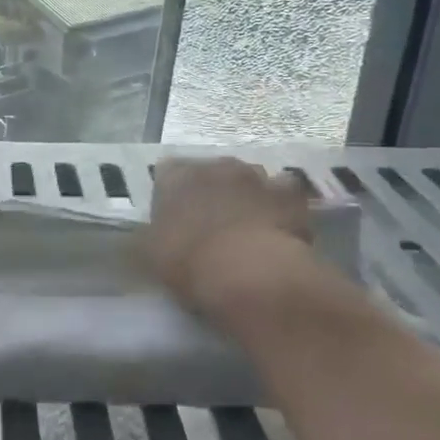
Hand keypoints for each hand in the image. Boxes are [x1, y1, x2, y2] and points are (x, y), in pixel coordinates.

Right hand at [145, 157, 312, 313]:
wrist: (249, 274)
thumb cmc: (188, 261)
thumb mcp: (149, 253)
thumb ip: (149, 234)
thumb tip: (148, 235)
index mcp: (176, 175)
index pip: (167, 172)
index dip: (171, 193)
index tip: (173, 217)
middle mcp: (215, 165)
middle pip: (211, 172)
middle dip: (212, 191)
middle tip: (211, 223)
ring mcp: (257, 176)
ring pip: (249, 179)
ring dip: (247, 195)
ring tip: (247, 227)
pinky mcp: (290, 195)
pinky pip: (284, 194)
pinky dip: (281, 205)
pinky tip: (280, 227)